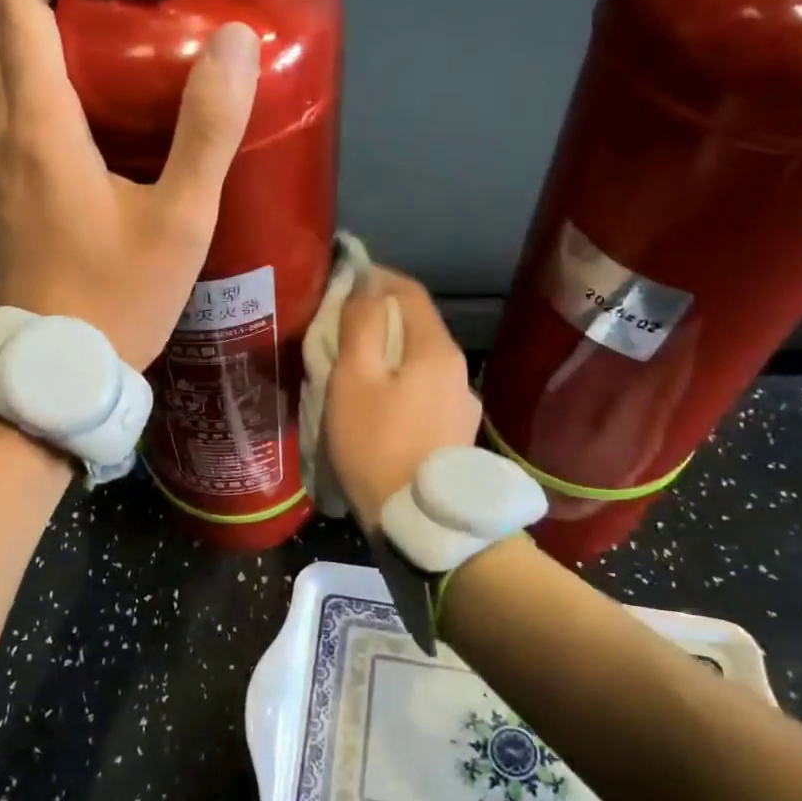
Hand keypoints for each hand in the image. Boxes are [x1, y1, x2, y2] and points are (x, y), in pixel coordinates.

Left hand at [0, 0, 260, 368]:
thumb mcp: (180, 220)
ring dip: (0, 17)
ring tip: (52, 0)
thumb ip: (207, 131)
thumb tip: (234, 42)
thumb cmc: (121, 298)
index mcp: (40, 131)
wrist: (60, 368)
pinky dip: (0, 63)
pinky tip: (43, 77)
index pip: (16, 12)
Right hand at [326, 268, 481, 529]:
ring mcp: (462, 403)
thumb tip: (366, 282)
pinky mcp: (456, 433)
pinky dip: (400, 382)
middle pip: (417, 326)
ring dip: (390, 352)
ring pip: (421, 360)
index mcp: (436, 350)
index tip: (344, 279)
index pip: (409, 291)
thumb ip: (360, 324)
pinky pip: (425, 390)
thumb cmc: (376, 444)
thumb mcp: (354, 379)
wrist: (421, 522)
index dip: (376, 278)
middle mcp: (459, 370)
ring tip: (355, 366)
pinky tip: (380, 404)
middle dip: (379, 316)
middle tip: (339, 325)